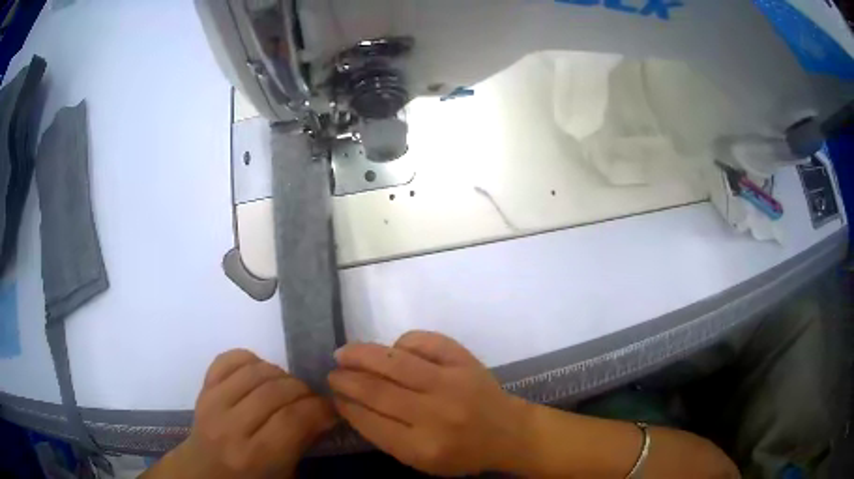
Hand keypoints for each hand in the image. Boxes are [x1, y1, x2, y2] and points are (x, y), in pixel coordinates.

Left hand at [161, 350, 335, 478]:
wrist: (204, 470)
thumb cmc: (251, 478)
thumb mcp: (284, 474)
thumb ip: (303, 443)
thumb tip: (326, 413)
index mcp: (253, 456)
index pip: (293, 420)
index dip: (319, 409)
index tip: (329, 410)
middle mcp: (230, 427)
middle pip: (275, 391)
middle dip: (303, 391)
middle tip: (311, 400)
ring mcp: (212, 403)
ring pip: (255, 371)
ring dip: (281, 374)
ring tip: (288, 388)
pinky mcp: (203, 388)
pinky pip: (229, 359)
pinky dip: (251, 359)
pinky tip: (261, 374)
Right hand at [328, 331, 529, 475]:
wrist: (508, 432)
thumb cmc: (462, 453)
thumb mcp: (420, 461)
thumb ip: (385, 437)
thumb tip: (350, 403)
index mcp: (422, 448)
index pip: (369, 421)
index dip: (345, 404)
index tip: (333, 395)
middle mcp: (435, 415)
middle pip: (377, 390)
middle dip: (346, 379)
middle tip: (332, 373)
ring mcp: (452, 383)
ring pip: (395, 361)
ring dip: (362, 354)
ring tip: (344, 353)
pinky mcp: (465, 361)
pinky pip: (425, 341)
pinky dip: (403, 341)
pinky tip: (394, 349)